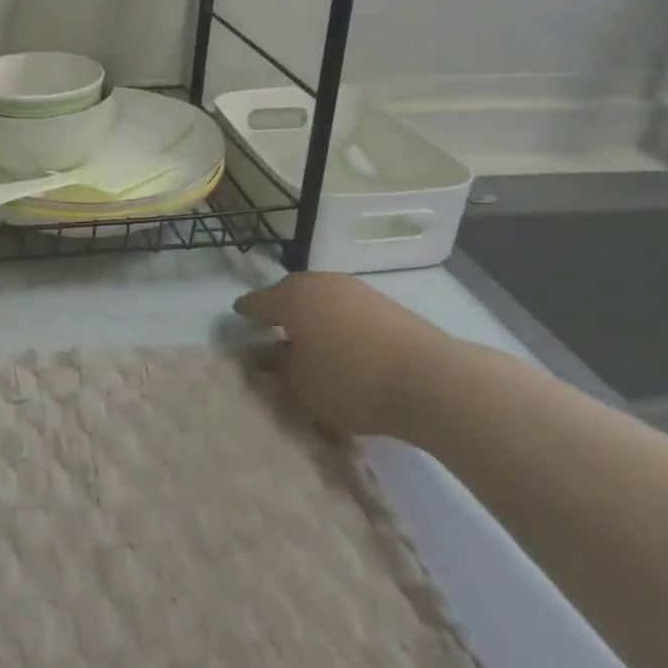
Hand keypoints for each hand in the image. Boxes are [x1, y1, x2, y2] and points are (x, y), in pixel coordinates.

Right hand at [235, 272, 452, 439]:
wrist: (429, 379)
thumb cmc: (350, 380)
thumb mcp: (301, 384)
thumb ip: (278, 367)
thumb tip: (265, 354)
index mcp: (291, 297)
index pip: (258, 302)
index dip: (246, 311)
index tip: (238, 316)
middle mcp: (320, 283)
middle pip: (291, 293)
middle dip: (280, 309)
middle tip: (273, 329)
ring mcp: (355, 289)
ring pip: (322, 299)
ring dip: (313, 315)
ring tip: (311, 340)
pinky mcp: (384, 303)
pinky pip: (347, 309)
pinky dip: (338, 322)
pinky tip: (343, 343)